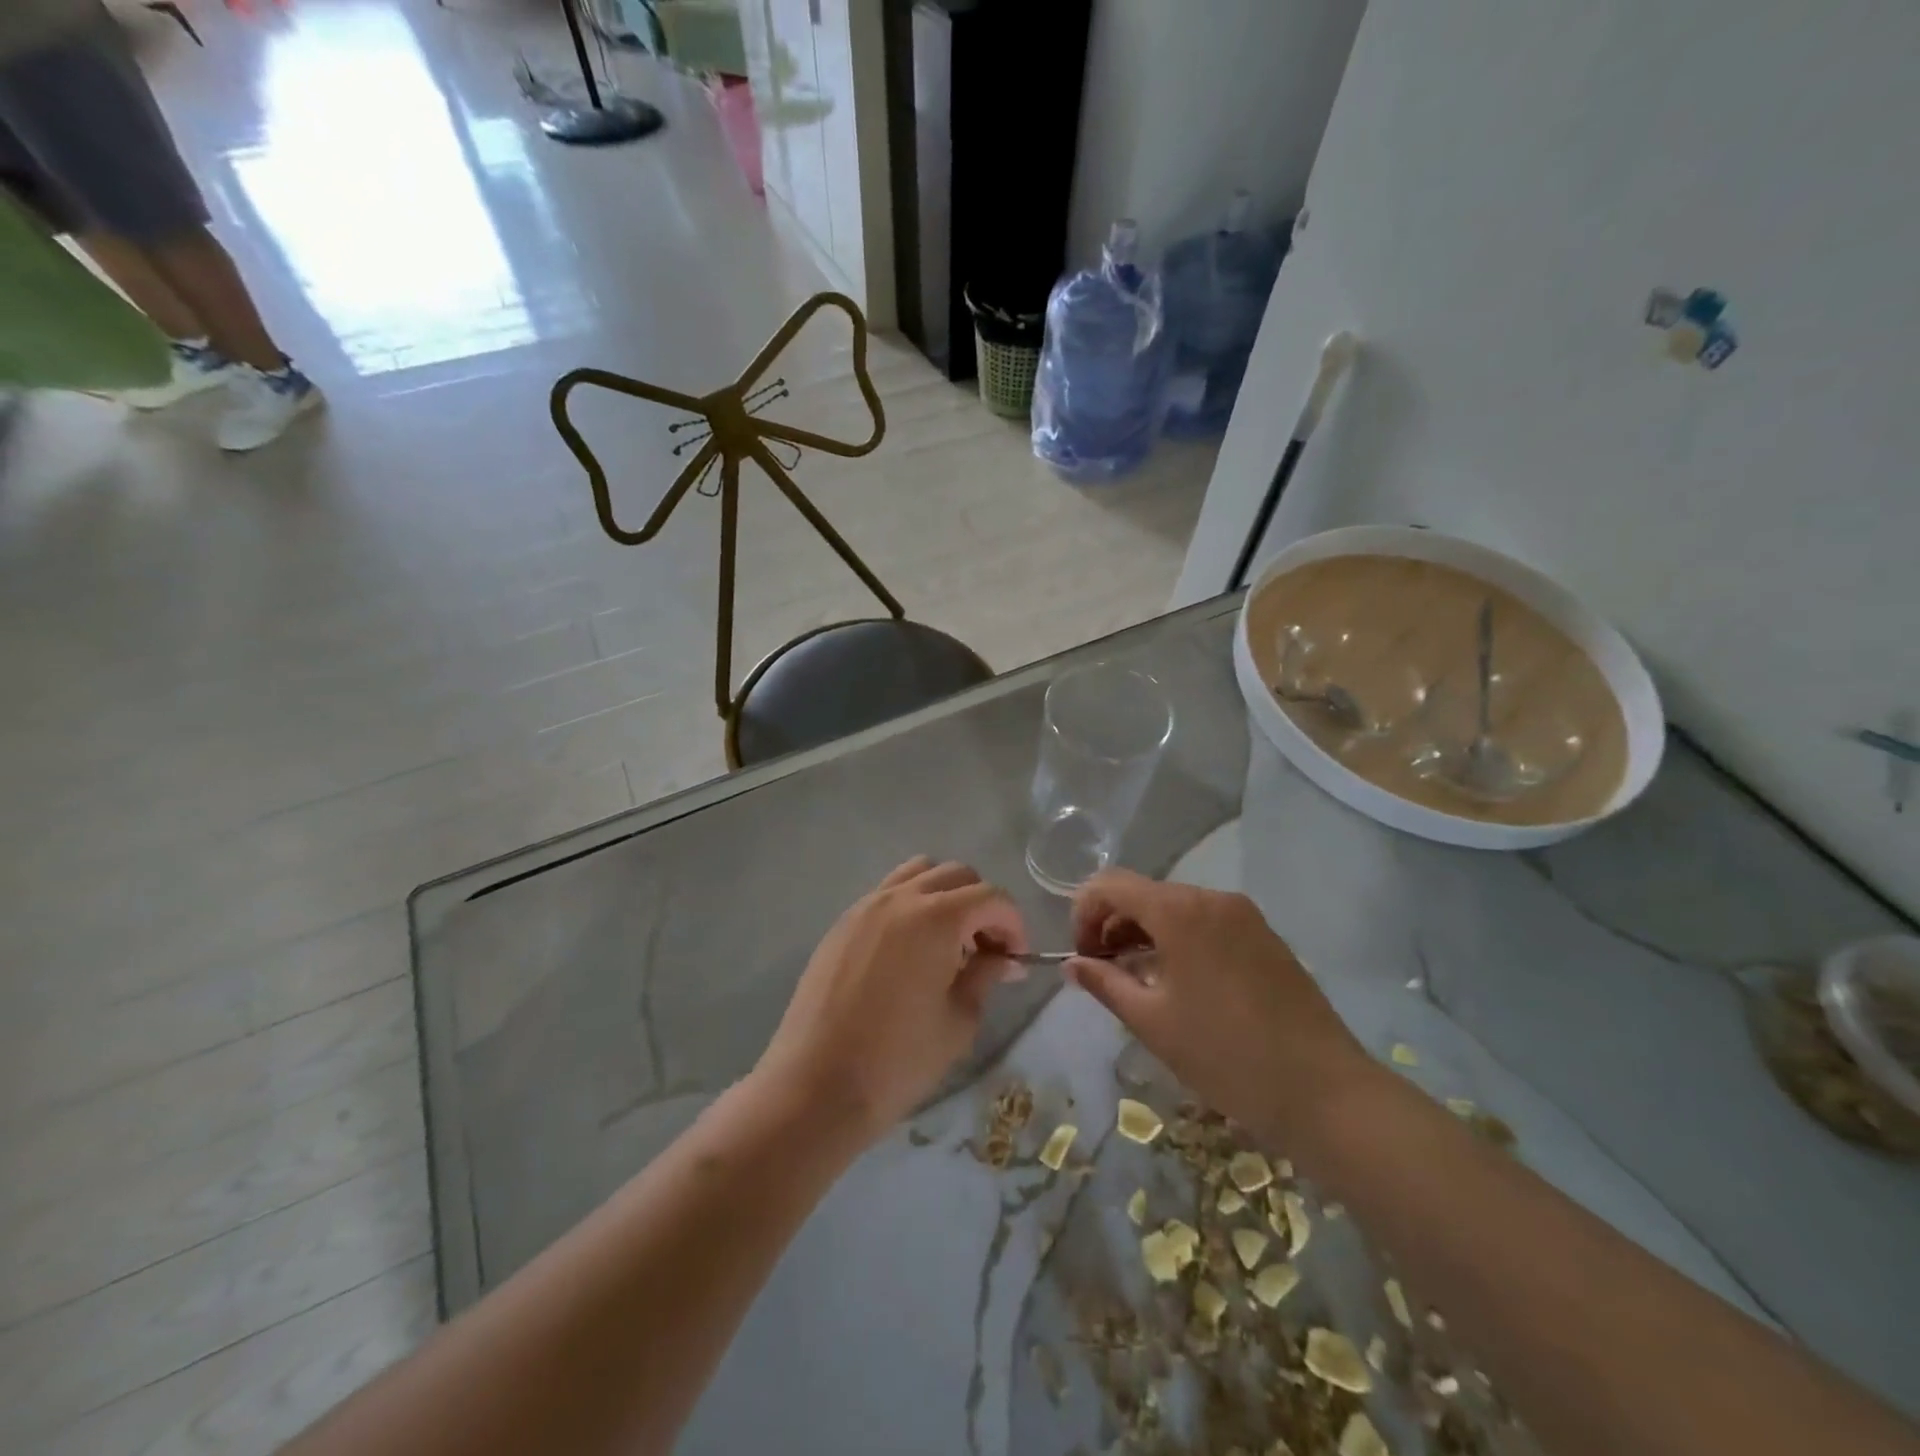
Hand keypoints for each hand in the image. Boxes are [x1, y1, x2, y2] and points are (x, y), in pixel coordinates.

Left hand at [755, 857, 1027, 1143]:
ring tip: (947, 942)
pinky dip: (910, 906)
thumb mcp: (959, 1020)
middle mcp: (900, 898)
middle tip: (986, 950)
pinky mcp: (842, 924)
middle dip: (981, 905)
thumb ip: (985, 975)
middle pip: (956, 875)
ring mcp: (865, 907)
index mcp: (936, 917)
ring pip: (918, 874)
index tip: (1015, 959)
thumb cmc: (897, 1060)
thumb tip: (1002, 958)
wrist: (815, 1085)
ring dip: (944, 896)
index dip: (1013, 924)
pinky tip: (910, 952)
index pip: (991, 897)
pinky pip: (887, 895)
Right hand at [1065, 869, 1372, 1147]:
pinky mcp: (1264, 935)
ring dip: (1145, 933)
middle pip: (1143, 893)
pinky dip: (1179, 939)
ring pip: (1175, 907)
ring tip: (1137, 981)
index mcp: (1179, 911)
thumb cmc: (1226, 1055)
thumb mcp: (1152, 1022)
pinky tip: (1179, 983)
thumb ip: (1105, 983)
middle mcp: (1211, 898)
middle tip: (1103, 972)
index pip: (1110, 885)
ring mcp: (1243, 915)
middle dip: (1113, 925)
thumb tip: (1072, 964)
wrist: (1325, 1091)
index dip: (1084, 913)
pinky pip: (1206, 922)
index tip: (1082, 957)